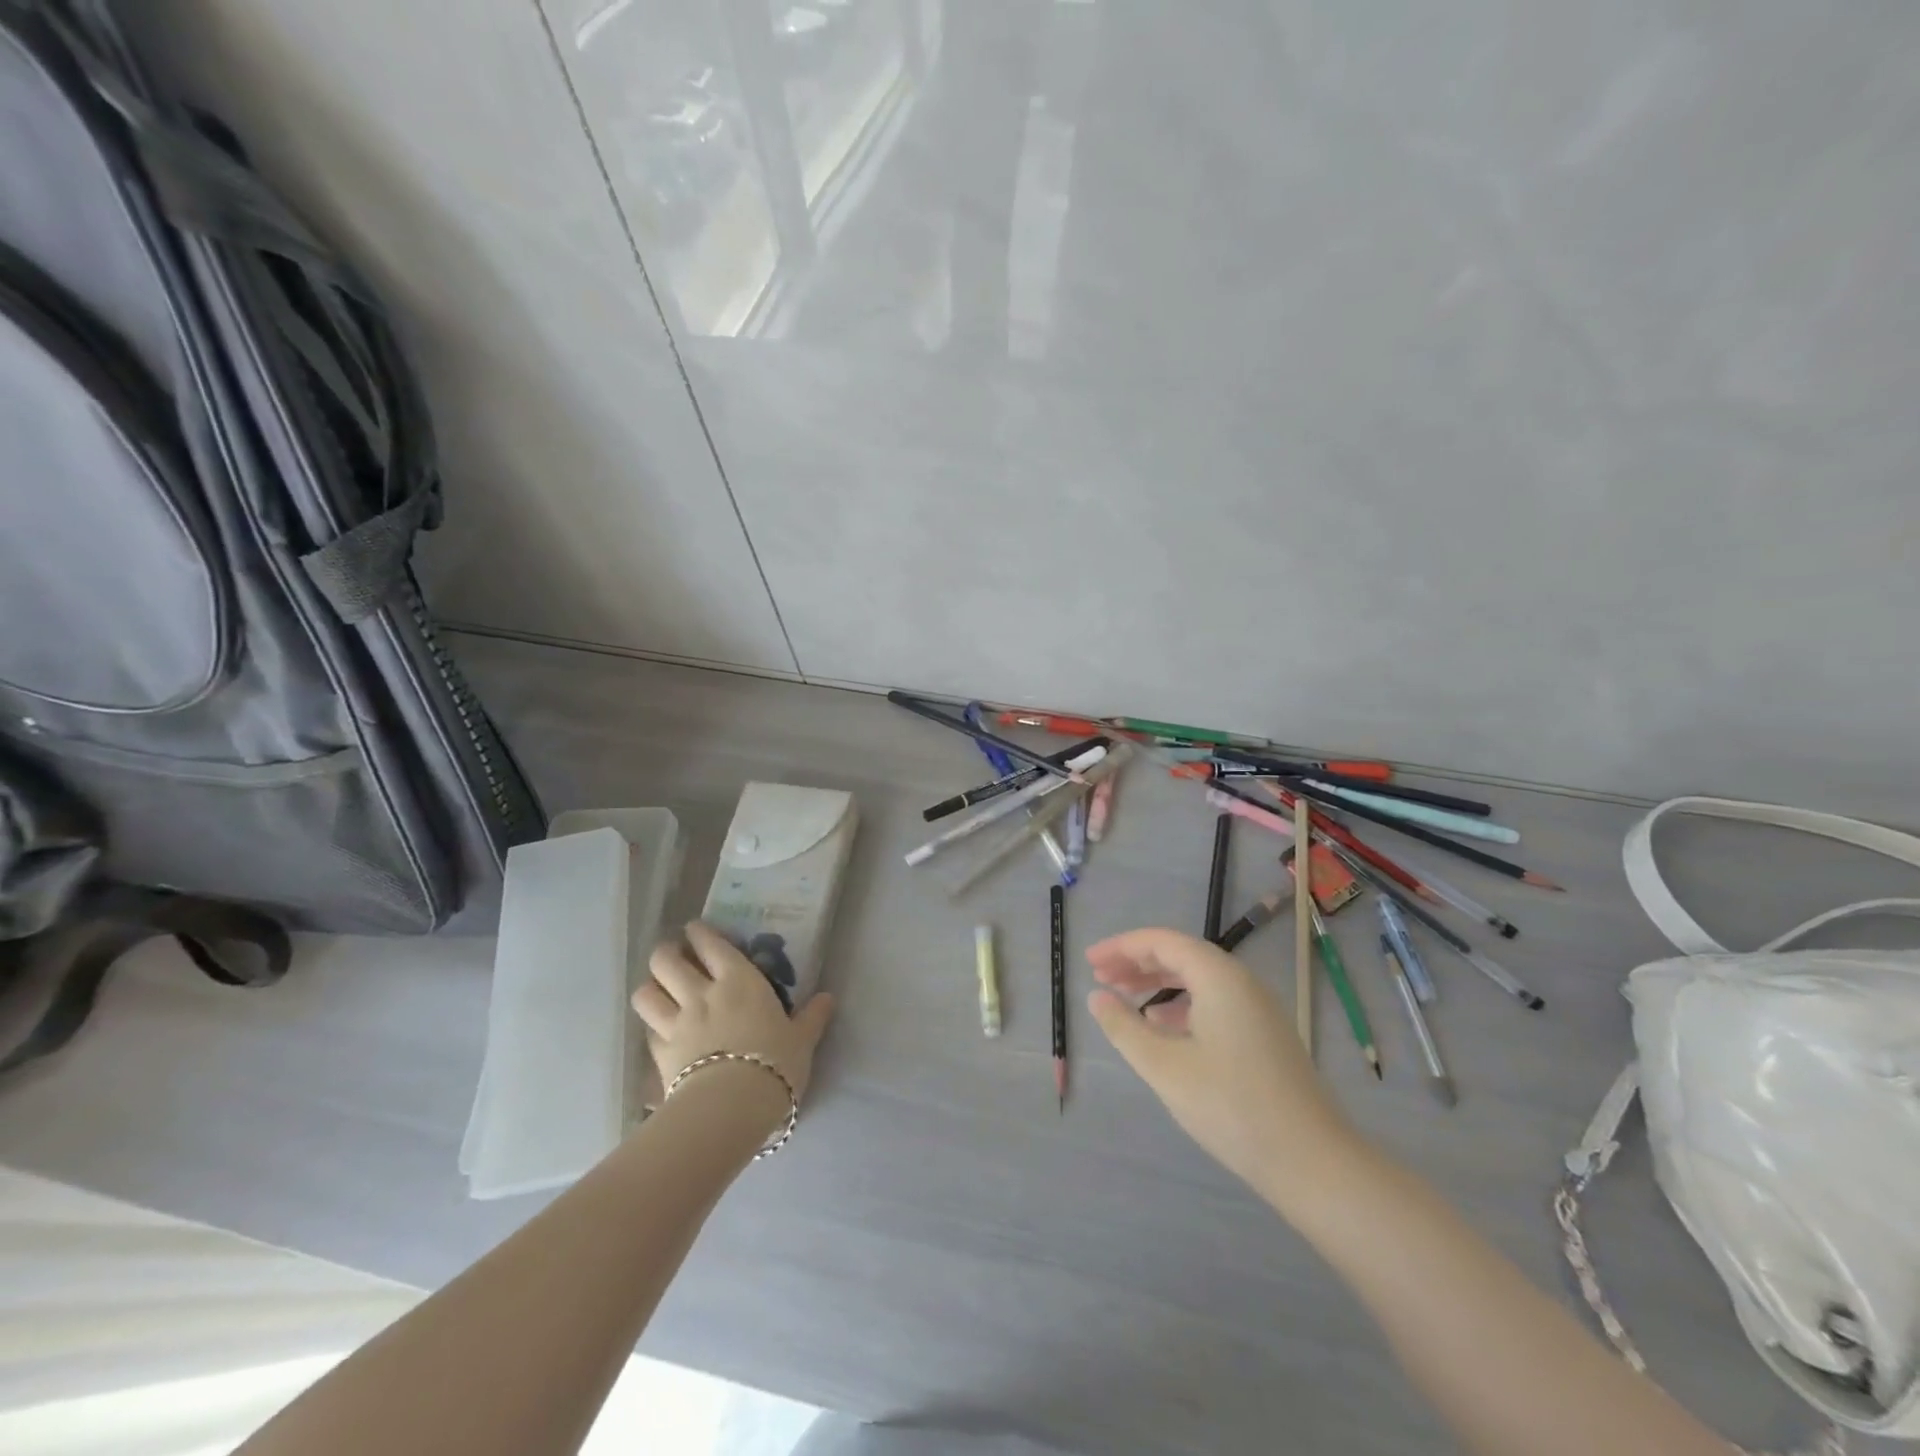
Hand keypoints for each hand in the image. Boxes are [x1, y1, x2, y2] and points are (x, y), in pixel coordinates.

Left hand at [632, 922, 835, 1112]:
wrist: (732, 1106)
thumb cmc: (774, 1062)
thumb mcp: (802, 1039)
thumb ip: (812, 1017)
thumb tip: (828, 998)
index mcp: (739, 980)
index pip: (710, 943)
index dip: (699, 932)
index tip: (696, 930)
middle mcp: (701, 993)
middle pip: (666, 961)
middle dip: (666, 953)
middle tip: (674, 957)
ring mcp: (676, 1023)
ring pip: (646, 993)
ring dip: (650, 987)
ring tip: (659, 990)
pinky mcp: (659, 1055)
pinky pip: (647, 1030)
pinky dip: (651, 1026)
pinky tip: (659, 1031)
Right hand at [1086, 928, 1358, 1207]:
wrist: (1312, 1161)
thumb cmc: (1231, 1106)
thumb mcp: (1164, 1067)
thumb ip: (1124, 1027)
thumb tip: (1097, 997)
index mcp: (1218, 976)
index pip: (1161, 942)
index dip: (1121, 947)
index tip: (1089, 962)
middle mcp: (1240, 981)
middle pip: (1180, 955)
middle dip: (1137, 963)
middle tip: (1100, 977)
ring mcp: (1257, 1008)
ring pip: (1197, 979)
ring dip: (1157, 983)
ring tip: (1123, 999)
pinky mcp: (1263, 1034)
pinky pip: (1213, 1000)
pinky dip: (1180, 1004)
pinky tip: (1162, 1028)